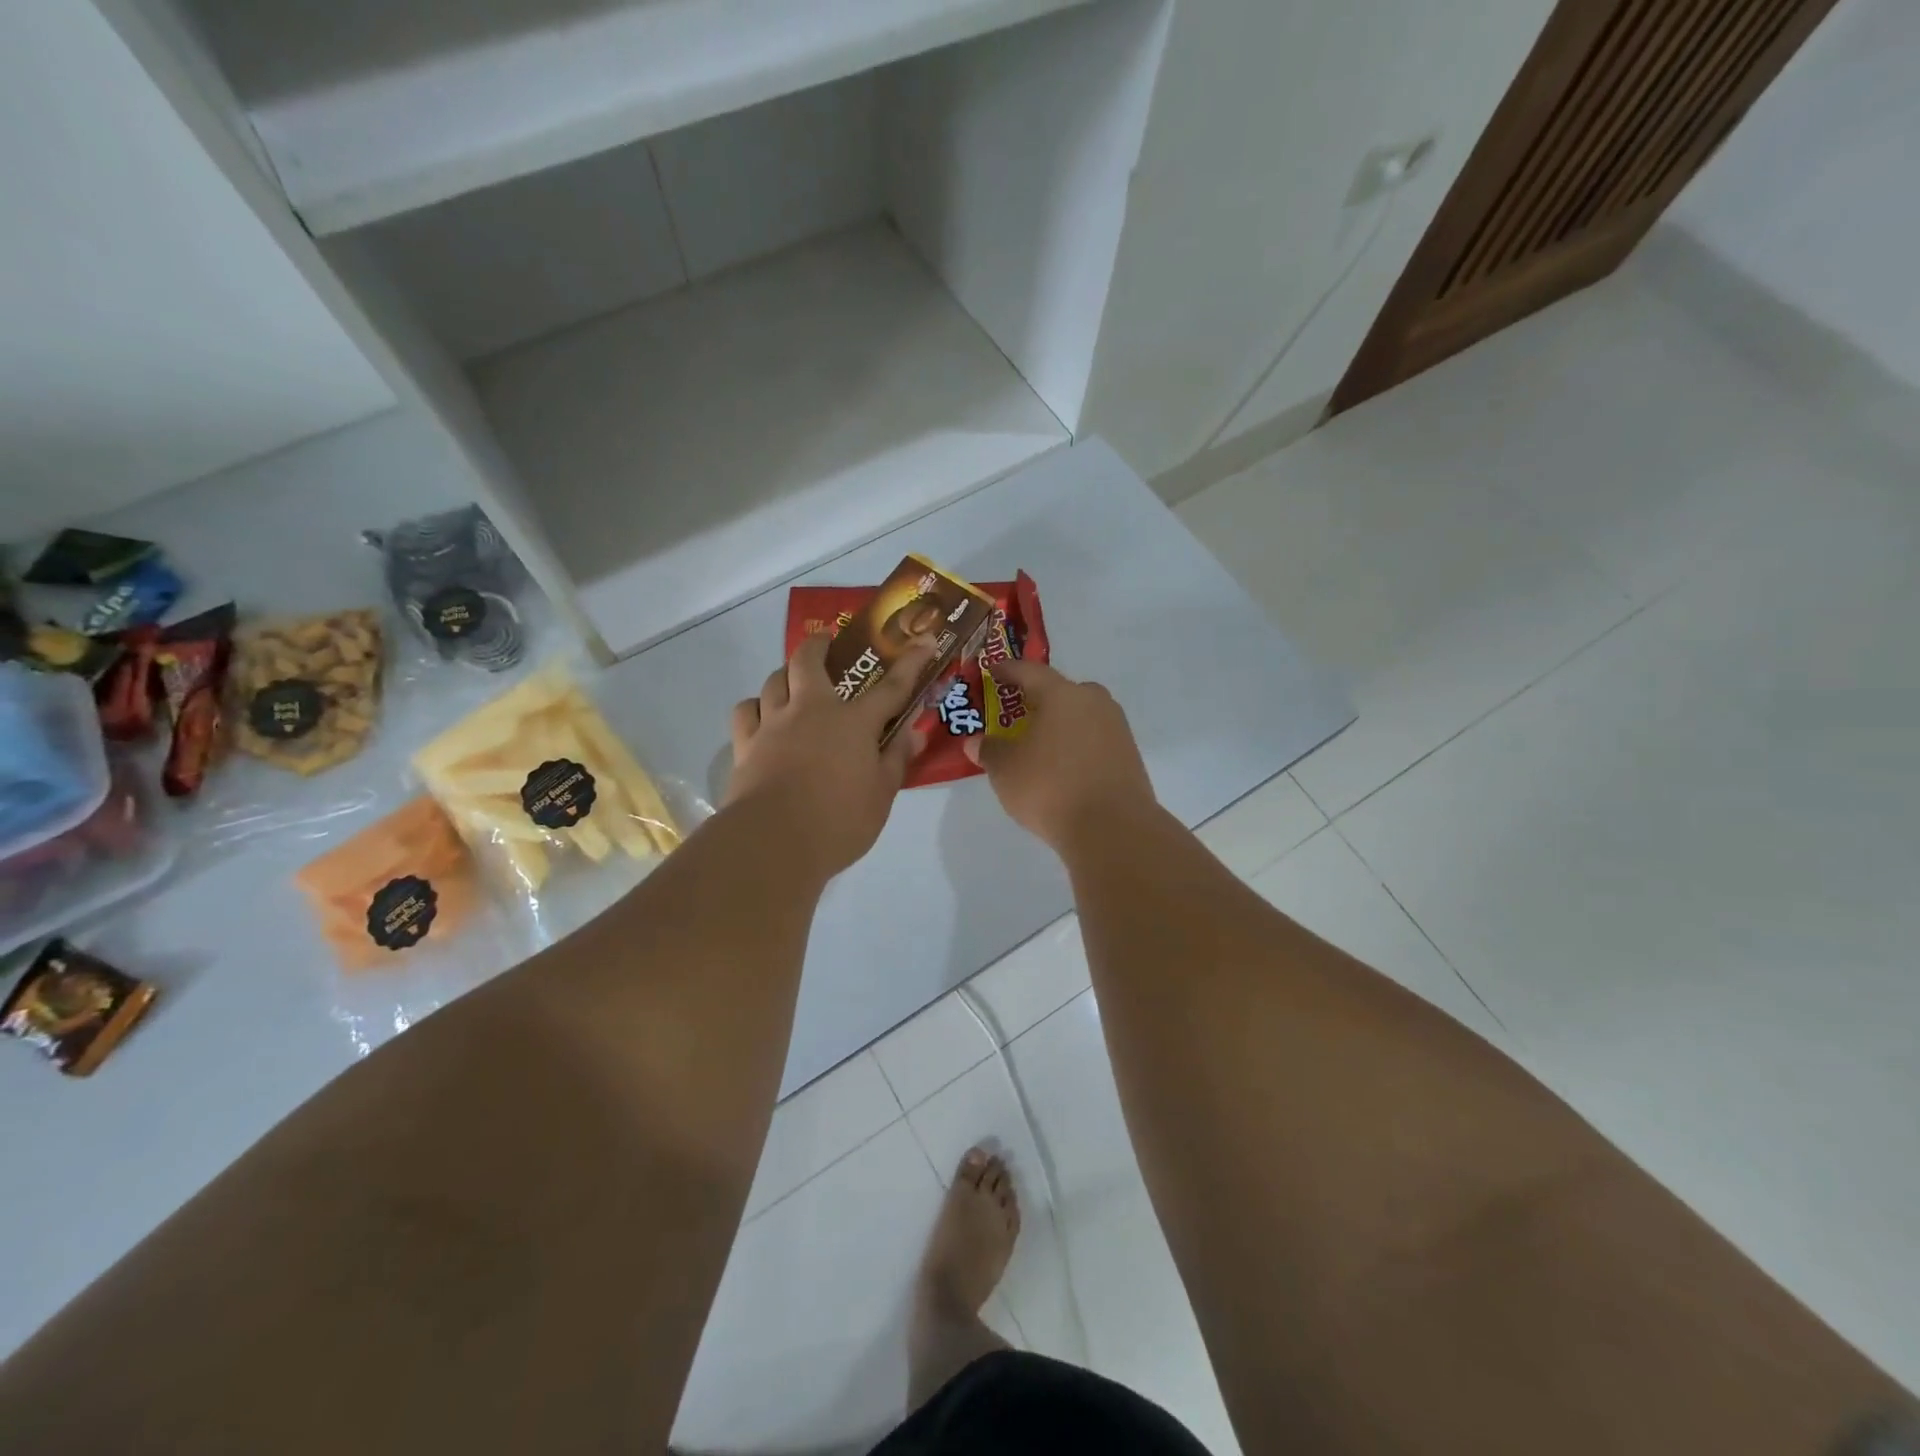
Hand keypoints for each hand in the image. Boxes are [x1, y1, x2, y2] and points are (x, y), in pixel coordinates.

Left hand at [726, 633, 929, 878]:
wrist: (774, 841)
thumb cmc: (839, 821)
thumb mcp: (881, 796)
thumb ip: (896, 760)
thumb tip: (914, 734)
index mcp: (853, 722)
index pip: (890, 687)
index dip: (910, 664)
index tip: (923, 642)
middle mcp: (810, 710)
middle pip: (808, 661)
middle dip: (819, 645)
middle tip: (826, 643)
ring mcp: (773, 724)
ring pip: (773, 680)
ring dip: (785, 674)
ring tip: (792, 682)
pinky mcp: (746, 744)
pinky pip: (746, 710)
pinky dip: (755, 706)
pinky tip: (762, 716)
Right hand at [965, 660, 1156, 853]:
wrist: (1112, 827)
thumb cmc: (1050, 787)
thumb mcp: (1005, 770)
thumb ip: (989, 751)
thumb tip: (975, 742)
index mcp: (1061, 694)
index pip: (1030, 671)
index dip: (1008, 670)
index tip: (993, 672)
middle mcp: (1093, 702)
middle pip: (1062, 691)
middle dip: (1040, 699)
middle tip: (1020, 713)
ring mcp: (1116, 728)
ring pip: (1083, 716)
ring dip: (1062, 724)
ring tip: (1042, 744)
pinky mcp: (1129, 755)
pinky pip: (1096, 739)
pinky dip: (1078, 746)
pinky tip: (1065, 767)